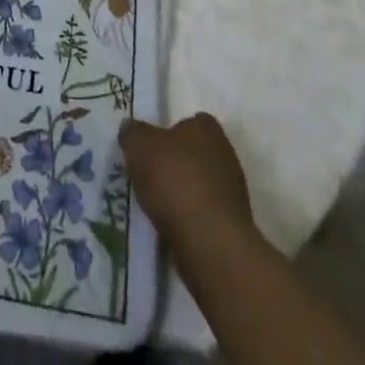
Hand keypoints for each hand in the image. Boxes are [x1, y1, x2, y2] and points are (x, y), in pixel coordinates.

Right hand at [119, 112, 257, 259]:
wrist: (210, 243)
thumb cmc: (174, 181)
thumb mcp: (138, 145)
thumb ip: (132, 133)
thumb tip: (131, 130)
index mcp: (207, 129)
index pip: (190, 121)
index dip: (170, 132)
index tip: (152, 147)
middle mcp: (225, 154)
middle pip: (195, 154)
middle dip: (176, 165)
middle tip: (151, 177)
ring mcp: (232, 192)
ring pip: (200, 186)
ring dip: (183, 195)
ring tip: (157, 208)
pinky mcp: (232, 226)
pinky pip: (204, 216)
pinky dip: (190, 220)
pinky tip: (172, 229)